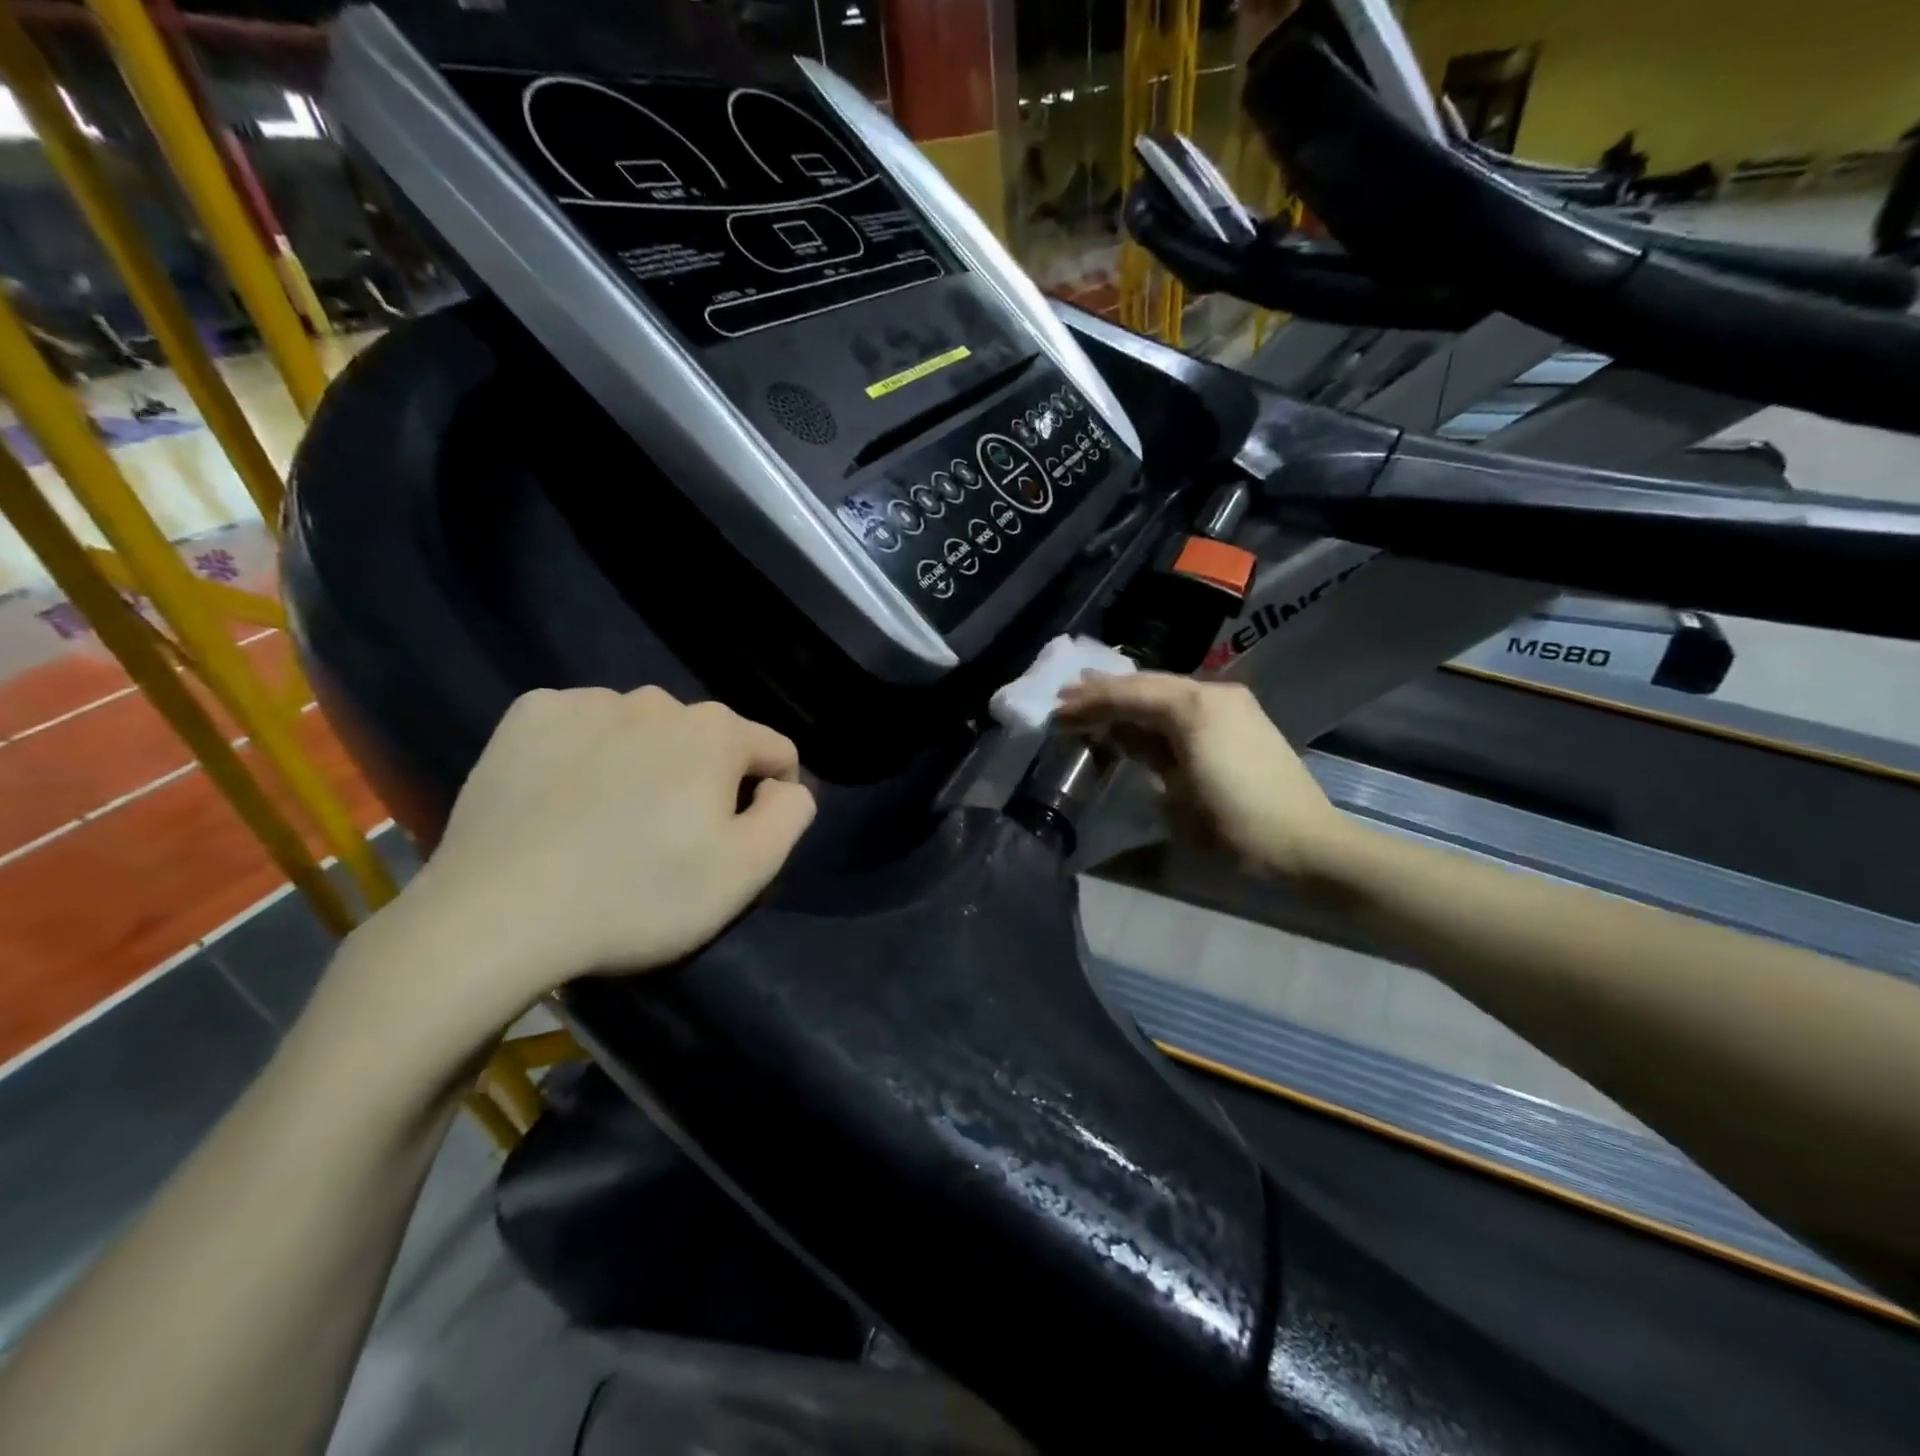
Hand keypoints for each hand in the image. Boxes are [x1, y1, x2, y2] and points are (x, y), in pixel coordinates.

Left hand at [336, 687, 815, 1055]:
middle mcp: (656, 700)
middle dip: (705, 778)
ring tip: (614, 819)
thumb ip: (791, 815)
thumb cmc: (639, 897)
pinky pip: (583, 725)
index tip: (738, 839)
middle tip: (672, 838)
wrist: (498, 918)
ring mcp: (587, 703)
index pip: (774, 751)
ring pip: (645, 729)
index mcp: (715, 732)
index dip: (770, 796)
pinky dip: (588, 751)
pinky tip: (566, 796)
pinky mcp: (527, 717)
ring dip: (647, 762)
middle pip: (707, 739)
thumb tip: (787, 785)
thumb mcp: (746, 872)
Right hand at [1054, 672, 1350, 880]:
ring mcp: (1232, 702)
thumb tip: (1119, 733)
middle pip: (1147, 684)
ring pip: (1168, 689)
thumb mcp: (1174, 796)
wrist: (1307, 846)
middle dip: (1105, 692)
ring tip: (1093, 702)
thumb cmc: (1234, 829)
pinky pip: (1188, 702)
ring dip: (1131, 697)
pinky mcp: (1243, 717)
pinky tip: (1138, 716)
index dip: (1088, 704)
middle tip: (1066, 697)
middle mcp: (1212, 693)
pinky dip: (1157, 707)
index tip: (1055, 711)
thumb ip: (1143, 754)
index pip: (1128, 696)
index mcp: (1193, 709)